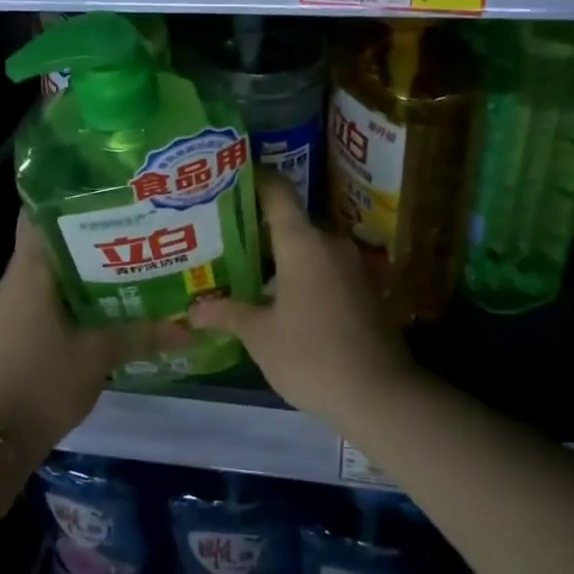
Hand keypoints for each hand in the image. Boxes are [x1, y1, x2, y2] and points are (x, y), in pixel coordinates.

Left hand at [0, 212, 180, 465]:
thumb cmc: (44, 382)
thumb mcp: (99, 355)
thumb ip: (143, 334)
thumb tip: (190, 326)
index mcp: (28, 273)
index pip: (37, 215)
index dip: (66, 196)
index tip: (103, 189)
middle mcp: (14, 281)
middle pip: (48, 240)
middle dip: (86, 230)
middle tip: (131, 222)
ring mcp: (10, 307)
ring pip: (47, 270)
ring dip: (80, 263)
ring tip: (126, 256)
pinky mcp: (12, 329)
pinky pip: (43, 295)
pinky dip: (70, 290)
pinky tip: (104, 299)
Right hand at [188, 172, 412, 424]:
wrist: (380, 394)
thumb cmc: (311, 355)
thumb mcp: (260, 336)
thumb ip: (227, 314)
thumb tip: (192, 310)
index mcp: (302, 242)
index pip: (278, 192)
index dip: (255, 180)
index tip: (230, 179)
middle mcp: (330, 243)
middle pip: (292, 222)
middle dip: (260, 228)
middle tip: (225, 236)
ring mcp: (353, 265)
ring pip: (309, 248)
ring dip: (282, 256)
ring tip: (248, 269)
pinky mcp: (365, 289)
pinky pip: (326, 268)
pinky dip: (303, 274)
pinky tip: (282, 297)